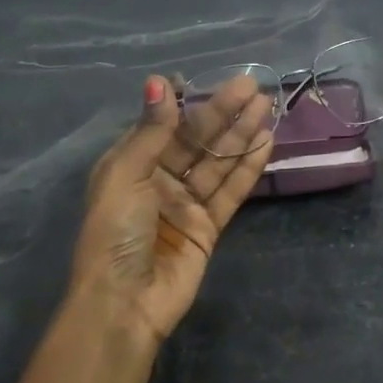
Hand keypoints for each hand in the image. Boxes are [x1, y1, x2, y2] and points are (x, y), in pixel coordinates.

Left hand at [68, 75, 274, 344]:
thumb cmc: (116, 233)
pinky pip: (231, 191)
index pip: (166, 125)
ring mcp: (185, 204)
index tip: (214, 80)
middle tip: (252, 86)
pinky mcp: (208, 227)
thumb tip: (159, 80)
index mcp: (130, 165)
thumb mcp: (126, 176)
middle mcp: (159, 180)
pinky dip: (248, 168)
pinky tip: (265, 142)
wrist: (125, 303)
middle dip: (224, 113)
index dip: (190, 102)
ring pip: (218, 162)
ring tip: (266, 106)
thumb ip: (152, 131)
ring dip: (241, 134)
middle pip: (197, 140)